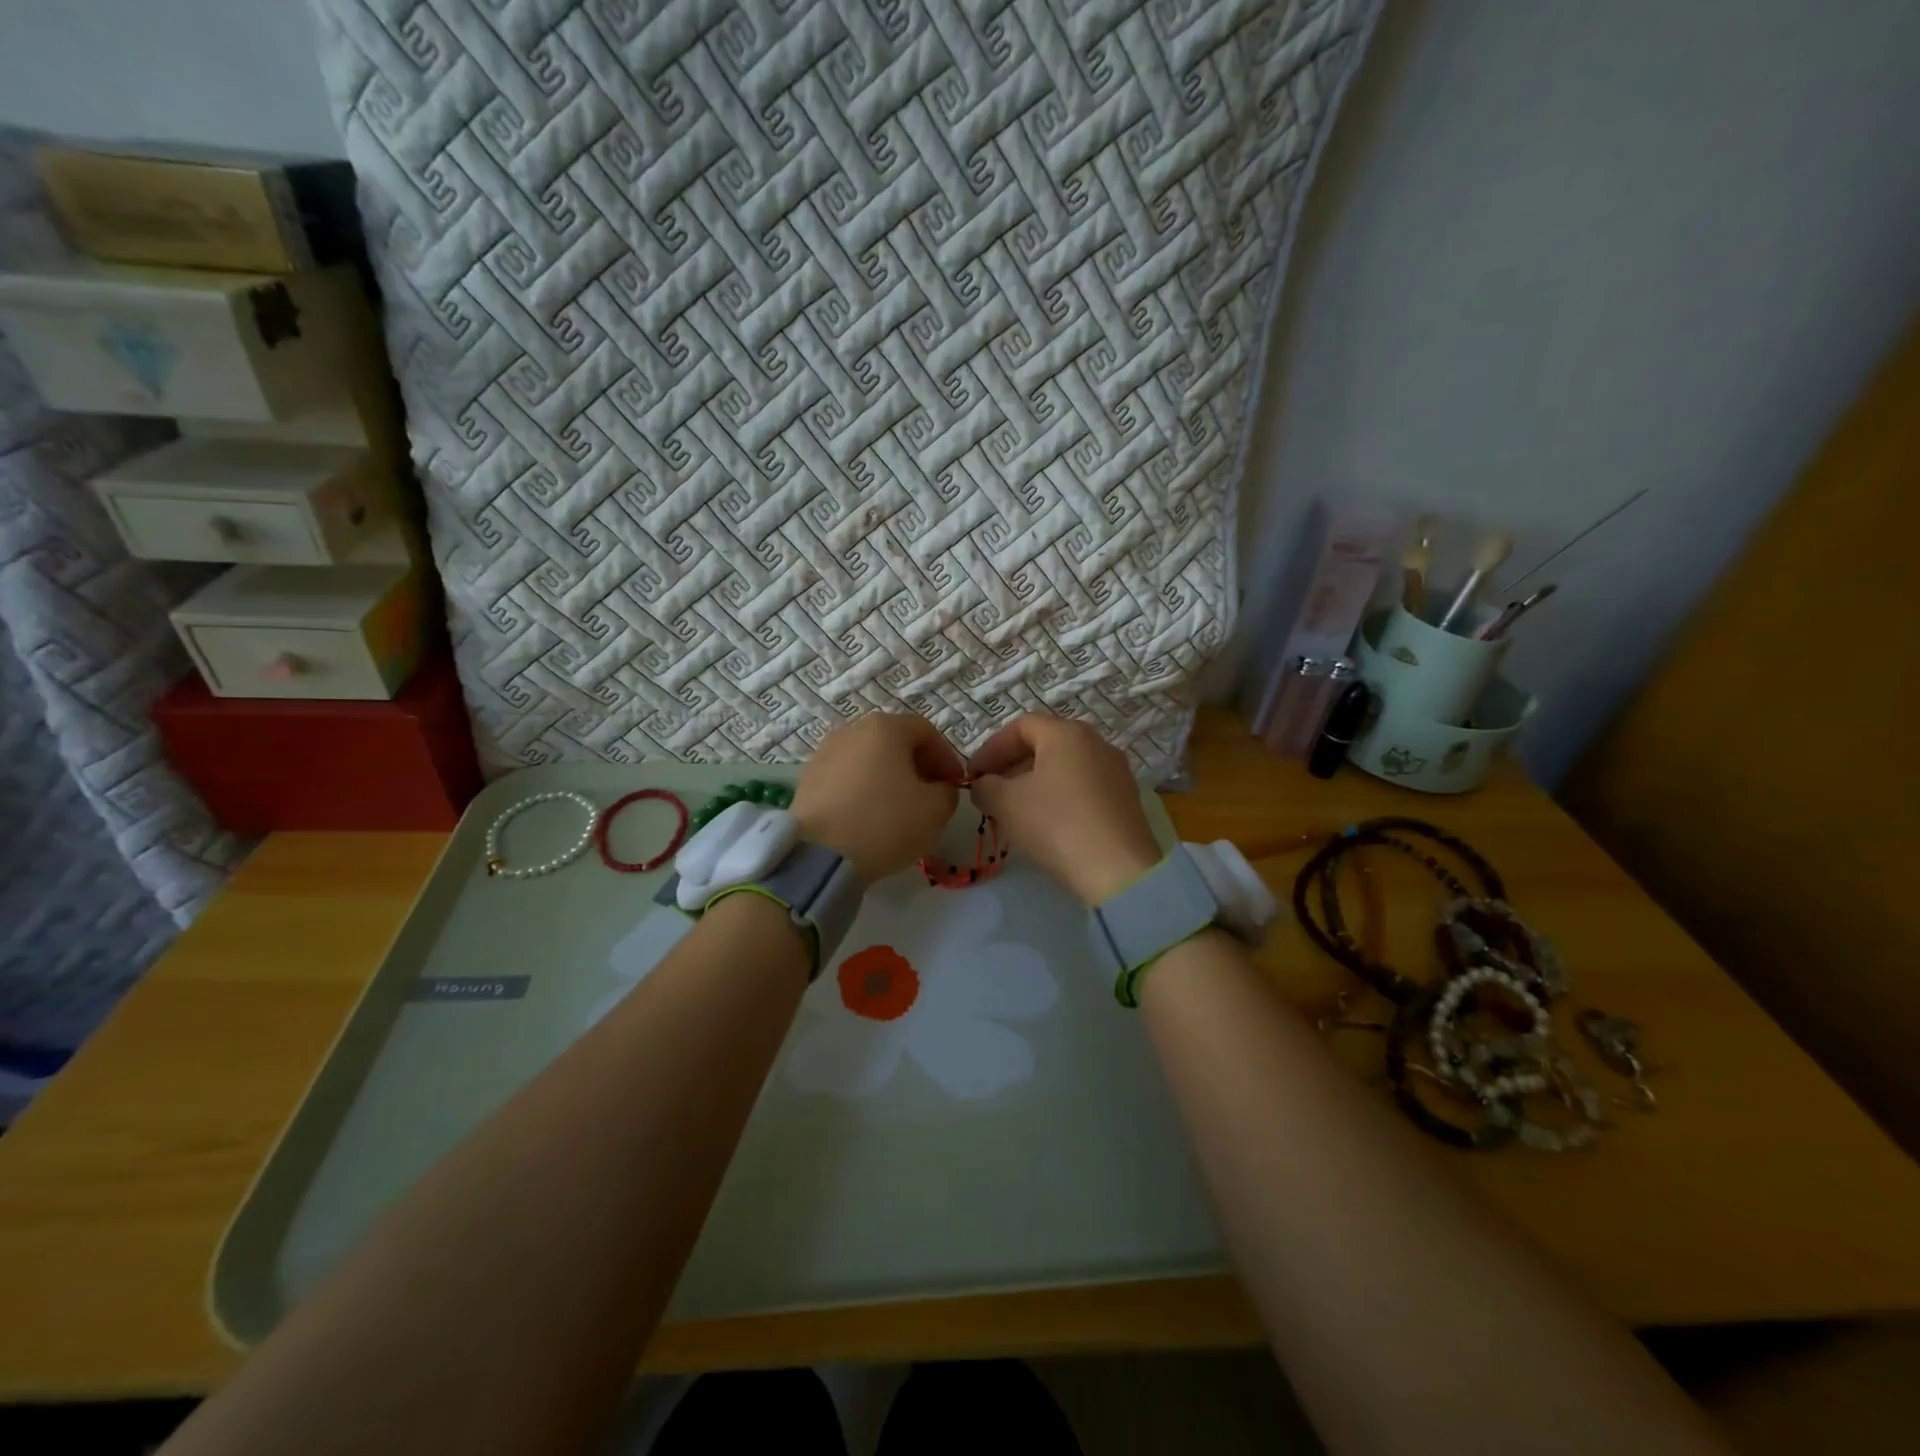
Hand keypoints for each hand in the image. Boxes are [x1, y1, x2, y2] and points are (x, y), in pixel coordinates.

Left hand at [792, 713, 963, 882]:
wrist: (819, 855)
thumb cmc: (885, 823)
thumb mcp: (936, 810)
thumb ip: (947, 791)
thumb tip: (939, 788)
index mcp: (886, 727)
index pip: (927, 732)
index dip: (947, 758)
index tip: (955, 785)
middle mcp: (852, 730)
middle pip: (895, 741)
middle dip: (918, 766)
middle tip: (930, 795)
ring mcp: (825, 752)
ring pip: (869, 759)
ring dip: (889, 777)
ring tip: (898, 808)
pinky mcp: (808, 778)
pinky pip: (847, 776)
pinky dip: (864, 788)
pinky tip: (869, 816)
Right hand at [966, 715, 1162, 904]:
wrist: (1117, 868)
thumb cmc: (1056, 823)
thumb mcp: (1006, 803)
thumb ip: (985, 786)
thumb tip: (982, 784)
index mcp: (1067, 733)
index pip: (1020, 727)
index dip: (991, 748)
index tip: (973, 775)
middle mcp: (1096, 742)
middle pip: (1045, 744)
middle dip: (1012, 765)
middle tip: (991, 791)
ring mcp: (1116, 770)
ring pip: (1065, 767)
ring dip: (1035, 782)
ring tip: (1016, 809)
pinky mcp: (1126, 798)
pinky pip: (1084, 786)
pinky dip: (1060, 795)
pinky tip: (1048, 822)